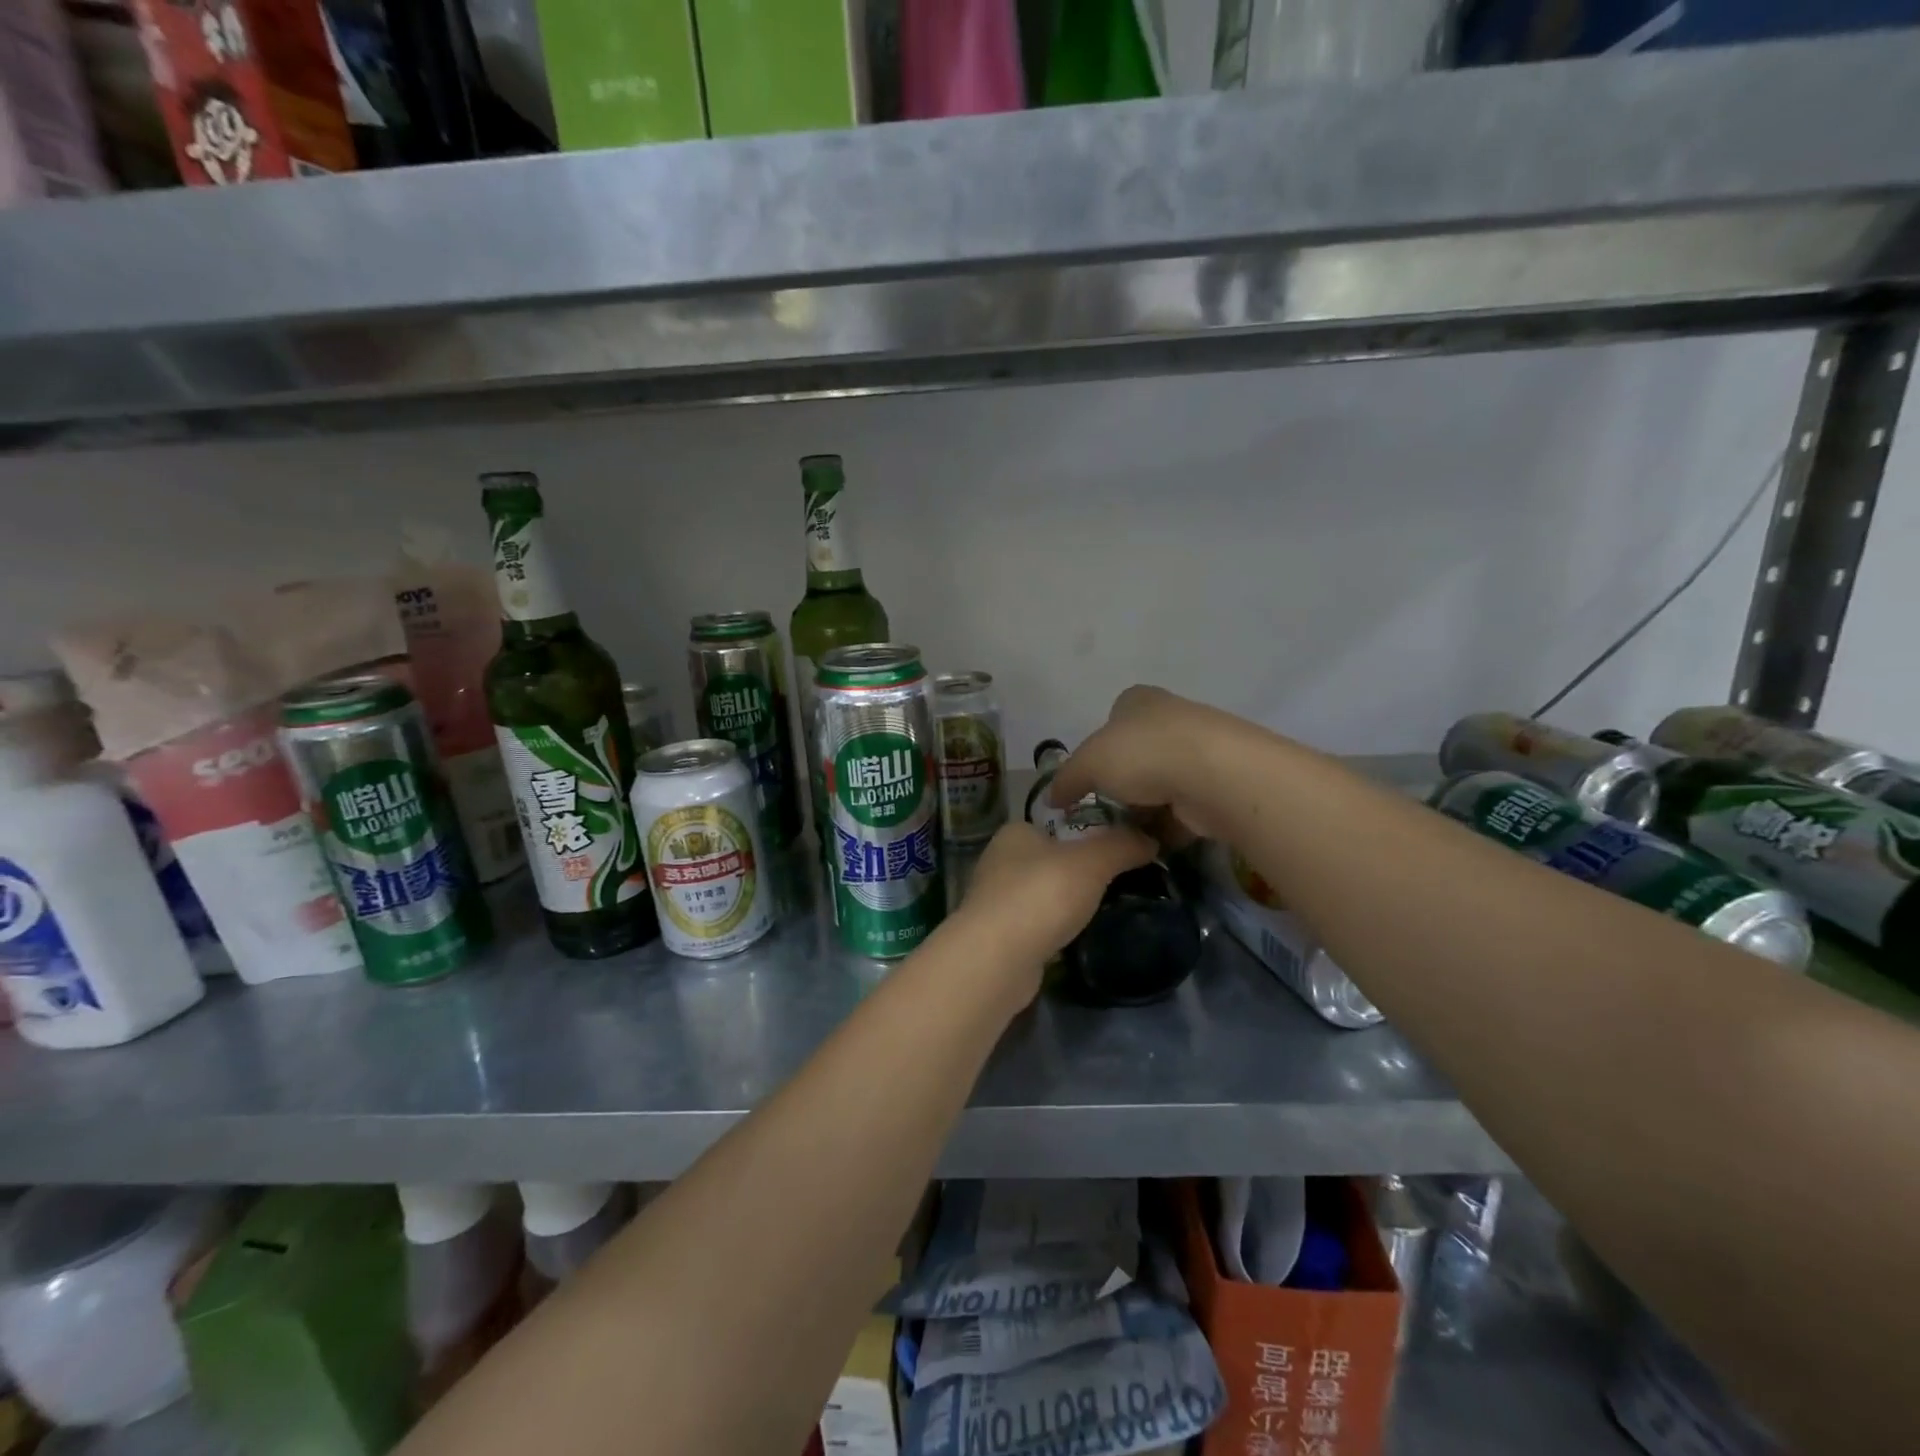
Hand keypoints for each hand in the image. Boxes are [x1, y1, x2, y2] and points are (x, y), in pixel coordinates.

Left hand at [950, 821, 1155, 997]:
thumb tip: (1151, 839)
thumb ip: (1122, 845)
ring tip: (1106, 913)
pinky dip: (1057, 931)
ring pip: (1045, 896)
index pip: (1057, 824)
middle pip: (1052, 861)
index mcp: (1015, 833)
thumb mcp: (1092, 861)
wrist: (998, 959)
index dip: (1089, 835)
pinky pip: (1038, 926)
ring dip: (1068, 905)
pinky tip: (1079, 939)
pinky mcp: (1000, 937)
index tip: (1121, 851)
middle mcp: (1000, 861)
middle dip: (1082, 873)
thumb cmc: (1042, 895)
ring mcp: (996, 901)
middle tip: (1122, 885)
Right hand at [1047, 686, 1239, 842]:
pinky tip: (1153, 842)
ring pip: (1160, 783)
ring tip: (1126, 833)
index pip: (1112, 719)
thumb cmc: (1142, 754)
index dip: (1097, 749)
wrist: (1215, 775)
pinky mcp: (1217, 784)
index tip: (1089, 778)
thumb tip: (1052, 800)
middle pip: (1136, 754)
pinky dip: (1169, 825)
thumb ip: (1066, 780)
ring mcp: (1198, 751)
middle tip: (1104, 810)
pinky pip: (1184, 808)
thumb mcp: (1088, 764)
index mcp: (1138, 701)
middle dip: (1122, 783)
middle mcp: (1170, 718)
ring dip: (1145, 808)